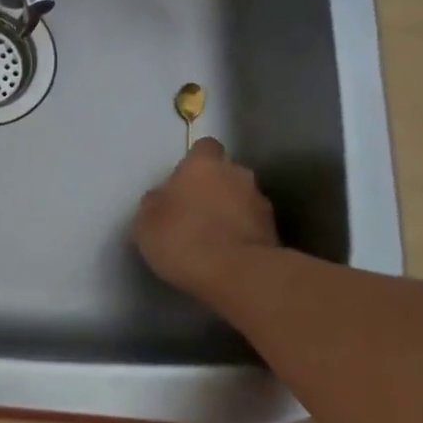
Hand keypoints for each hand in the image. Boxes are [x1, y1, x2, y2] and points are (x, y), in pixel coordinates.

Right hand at [132, 139, 280, 303]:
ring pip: (242, 200)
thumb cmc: (183, 239)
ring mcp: (261, 203)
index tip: (183, 182)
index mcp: (204, 164)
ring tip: (213, 240)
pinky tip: (227, 256)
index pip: (204, 147)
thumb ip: (157, 202)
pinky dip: (243, 236)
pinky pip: (253, 227)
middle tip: (195, 213)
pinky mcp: (275, 233)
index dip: (195, 163)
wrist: (238, 275)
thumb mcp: (146, 221)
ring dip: (231, 213)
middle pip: (226, 173)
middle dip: (215, 188)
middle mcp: (237, 175)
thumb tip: (164, 198)